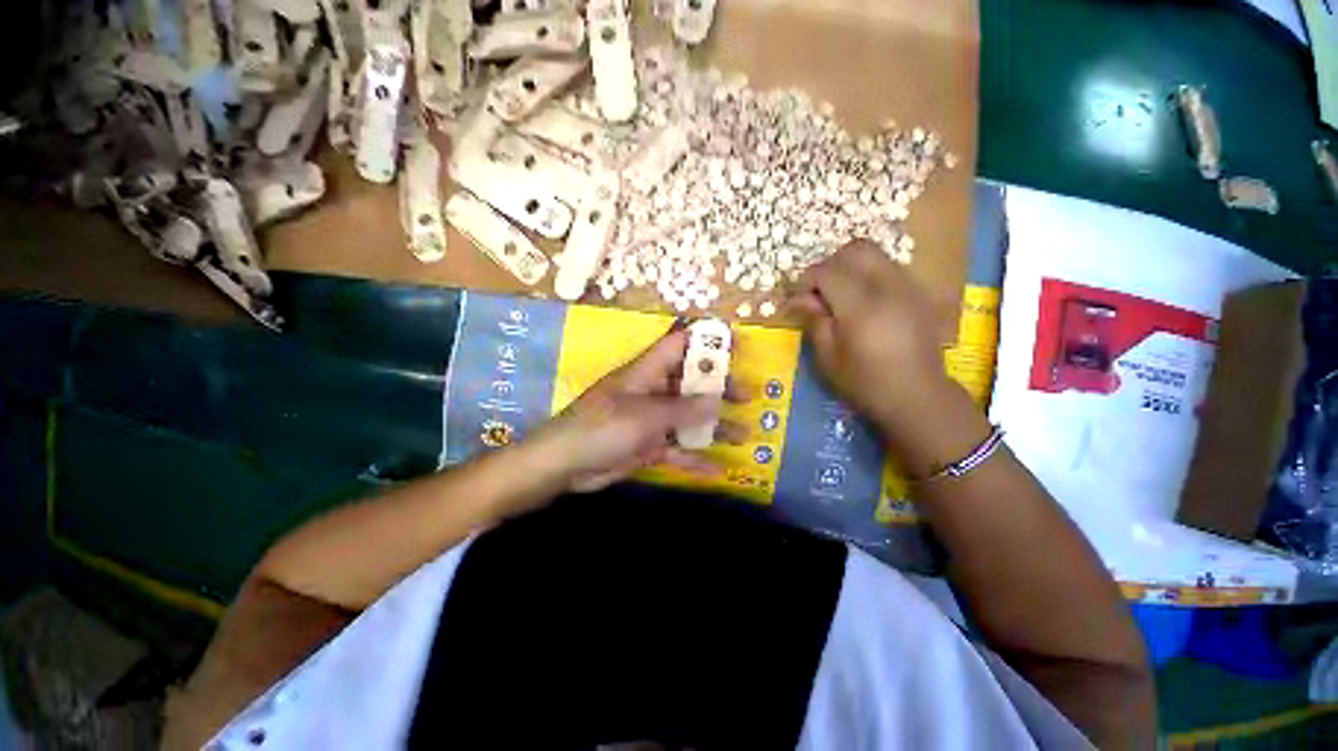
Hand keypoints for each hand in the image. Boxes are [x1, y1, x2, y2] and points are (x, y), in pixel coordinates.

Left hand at [528, 325, 748, 492]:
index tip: (735, 343)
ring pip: (688, 417)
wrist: (565, 464)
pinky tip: (717, 469)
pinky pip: (677, 447)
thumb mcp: (646, 415)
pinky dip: (695, 457)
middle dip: (719, 388)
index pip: (680, 345)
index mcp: (648, 371)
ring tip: (743, 434)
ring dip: (714, 425)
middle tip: (747, 396)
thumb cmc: (602, 427)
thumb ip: (684, 409)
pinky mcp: (648, 444)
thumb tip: (719, 402)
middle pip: (691, 382)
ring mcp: (651, 419)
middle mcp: (653, 390)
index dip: (705, 340)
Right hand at [789, 241, 982, 469]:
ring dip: (851, 267)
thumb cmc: (865, 382)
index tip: (796, 296)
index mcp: (860, 306)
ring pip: (876, 255)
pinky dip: (870, 274)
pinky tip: (864, 301)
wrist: (917, 395)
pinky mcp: (919, 293)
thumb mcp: (828, 357)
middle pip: (855, 250)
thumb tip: (800, 298)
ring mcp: (908, 287)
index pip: (827, 272)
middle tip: (819, 291)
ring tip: (840, 295)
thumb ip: (815, 321)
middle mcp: (887, 287)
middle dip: (830, 264)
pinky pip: (890, 267)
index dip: (806, 279)